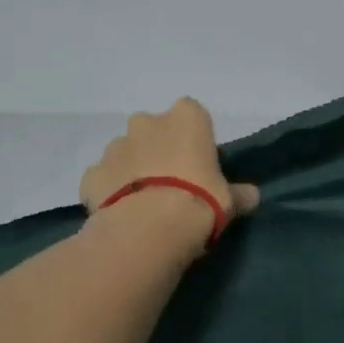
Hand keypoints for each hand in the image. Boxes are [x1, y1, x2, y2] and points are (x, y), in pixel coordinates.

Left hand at [80, 98, 259, 245]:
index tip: (200, 162)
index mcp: (186, 119)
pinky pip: (103, 177)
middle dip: (159, 148)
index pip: (192, 114)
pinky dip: (110, 189)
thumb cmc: (199, 202)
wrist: (149, 228)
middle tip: (172, 181)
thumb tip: (251, 196)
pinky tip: (122, 212)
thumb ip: (239, 194)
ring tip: (146, 201)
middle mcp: (147, 123)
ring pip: (126, 151)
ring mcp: (115, 147)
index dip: (195, 137)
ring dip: (134, 168)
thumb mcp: (230, 201)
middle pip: (154, 129)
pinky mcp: (92, 174)